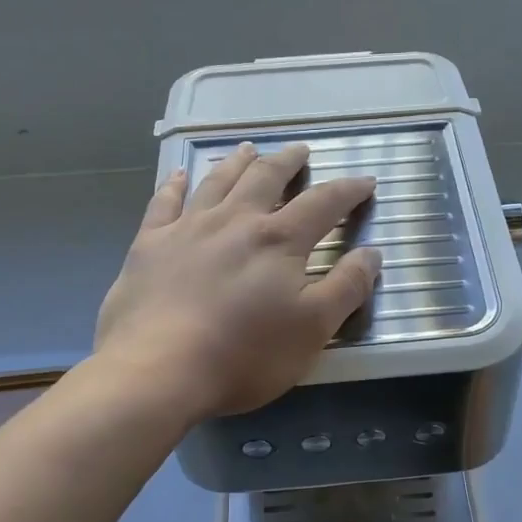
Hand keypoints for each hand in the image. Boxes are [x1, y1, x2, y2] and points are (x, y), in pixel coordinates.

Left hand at [95, 142, 380, 419]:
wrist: (160, 372)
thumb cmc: (246, 355)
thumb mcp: (314, 328)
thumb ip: (347, 287)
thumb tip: (372, 252)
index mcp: (279, 240)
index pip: (323, 203)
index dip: (348, 190)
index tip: (365, 182)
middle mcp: (235, 221)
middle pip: (266, 178)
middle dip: (288, 161)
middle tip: (300, 149)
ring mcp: (187, 229)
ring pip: (217, 182)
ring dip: (237, 163)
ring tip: (248, 150)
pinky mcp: (149, 245)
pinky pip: (164, 203)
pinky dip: (175, 185)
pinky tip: (180, 175)